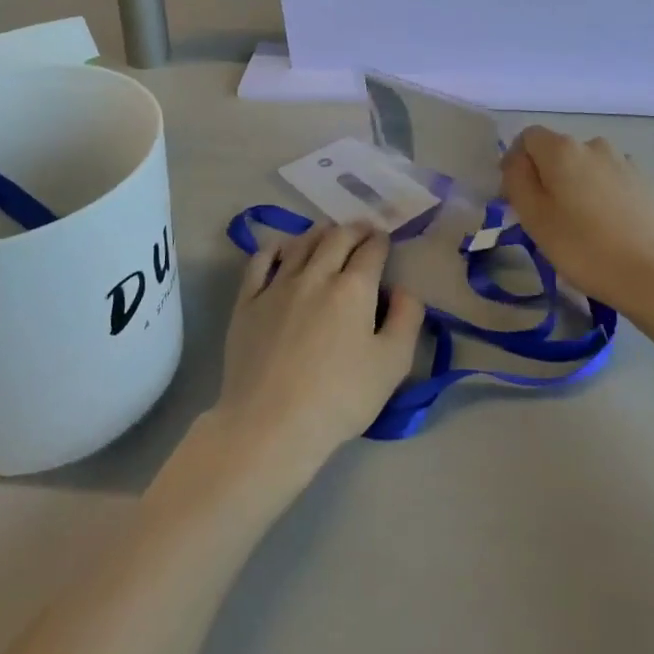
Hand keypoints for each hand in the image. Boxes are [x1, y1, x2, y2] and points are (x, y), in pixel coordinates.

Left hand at [215, 224, 423, 478]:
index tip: (384, 239)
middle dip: (354, 229)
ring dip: (318, 232)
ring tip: (327, 231)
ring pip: (300, 244)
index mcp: (353, 288)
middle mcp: (316, 275)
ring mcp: (277, 286)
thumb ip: (406, 319)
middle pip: (336, 238)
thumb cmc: (340, 398)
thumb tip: (405, 290)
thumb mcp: (393, 364)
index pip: (371, 250)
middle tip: (362, 229)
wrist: (271, 423)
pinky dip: (274, 248)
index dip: (381, 241)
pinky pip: (260, 262)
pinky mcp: (247, 302)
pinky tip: (281, 248)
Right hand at [502, 128, 653, 324]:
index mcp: (562, 149)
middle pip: (559, 151)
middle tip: (547, 217)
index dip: (517, 162)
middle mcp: (594, 145)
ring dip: (578, 185)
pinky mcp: (648, 183)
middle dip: (548, 176)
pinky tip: (610, 228)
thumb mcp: (533, 217)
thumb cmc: (583, 247)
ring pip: (588, 167)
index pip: (528, 137)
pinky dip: (604, 196)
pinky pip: (613, 181)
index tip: (517, 196)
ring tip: (582, 225)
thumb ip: (517, 179)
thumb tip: (517, 160)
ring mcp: (626, 162)